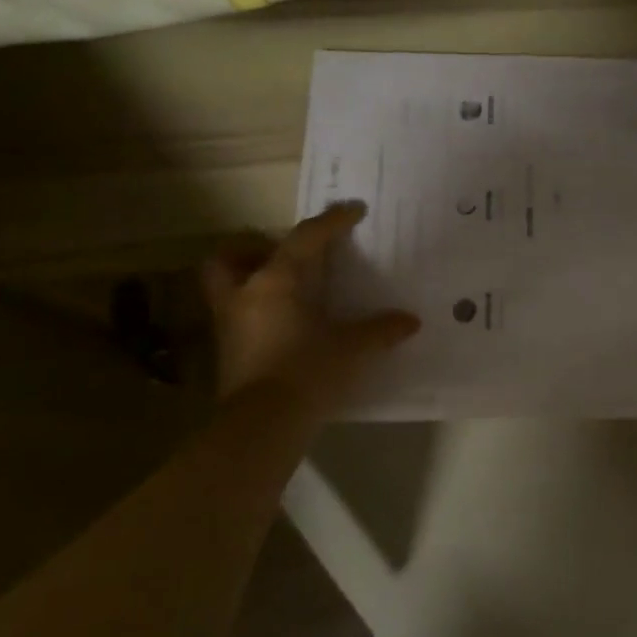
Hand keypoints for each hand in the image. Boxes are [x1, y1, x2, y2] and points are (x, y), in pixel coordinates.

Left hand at [201, 202, 418, 423]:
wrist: (262, 426)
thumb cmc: (307, 372)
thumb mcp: (352, 348)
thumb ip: (380, 330)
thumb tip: (410, 321)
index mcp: (276, 281)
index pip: (305, 238)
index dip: (331, 221)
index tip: (353, 210)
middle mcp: (246, 294)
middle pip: (232, 254)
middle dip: (253, 246)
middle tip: (284, 252)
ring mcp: (230, 323)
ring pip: (226, 284)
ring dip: (249, 277)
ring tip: (285, 287)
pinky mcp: (228, 351)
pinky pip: (238, 314)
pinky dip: (257, 309)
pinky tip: (286, 322)